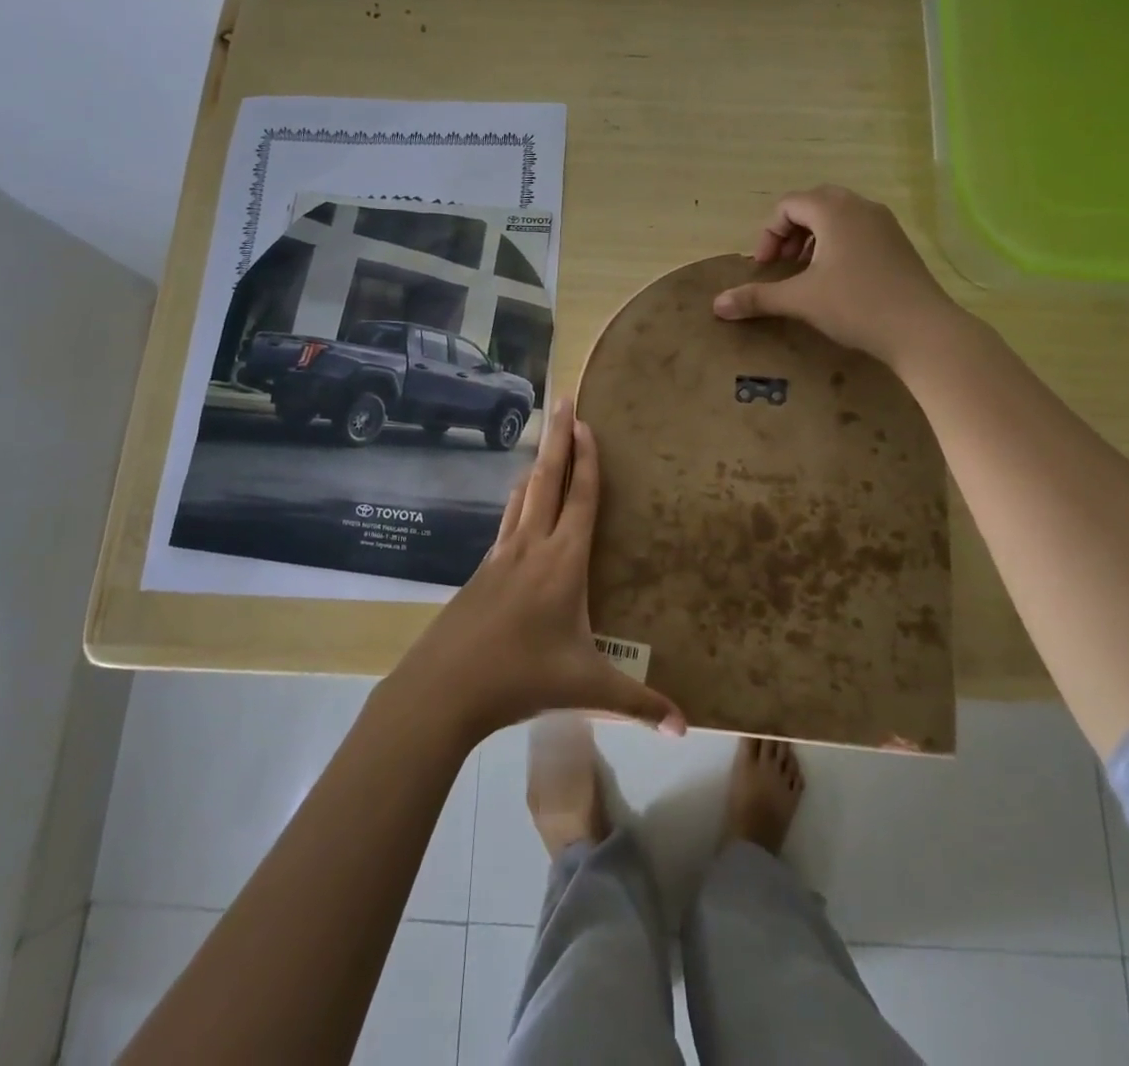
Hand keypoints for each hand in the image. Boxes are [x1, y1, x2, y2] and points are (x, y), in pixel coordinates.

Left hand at [394, 398, 685, 742]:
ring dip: (536, 464)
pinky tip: (519, 507)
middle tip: (562, 400)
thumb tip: (684, 728)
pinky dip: (519, 499)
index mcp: (563, 562)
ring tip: (544, 442)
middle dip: (558, 438)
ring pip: (522, 496)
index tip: (586, 421)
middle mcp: (531, 546)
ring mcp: (502, 555)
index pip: (581, 497)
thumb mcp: (586, 689)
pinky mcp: (483, 570)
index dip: (587, 458)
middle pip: (548, 480)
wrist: (443, 687)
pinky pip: (507, 520)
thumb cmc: (520, 677)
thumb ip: (637, 704)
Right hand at [712, 185, 958, 365]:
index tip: (765, 267)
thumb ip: (757, 298)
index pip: (789, 205)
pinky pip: (858, 230)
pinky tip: (837, 280)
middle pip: (813, 204)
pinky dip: (837, 245)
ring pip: (838, 216)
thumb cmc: (856, 306)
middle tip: (782, 264)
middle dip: (790, 232)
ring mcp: (884, 224)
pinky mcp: (898, 244)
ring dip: (813, 238)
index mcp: (834, 210)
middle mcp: (860, 207)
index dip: (768, 234)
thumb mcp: (801, 300)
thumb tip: (716, 305)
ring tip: (806, 272)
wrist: (923, 329)